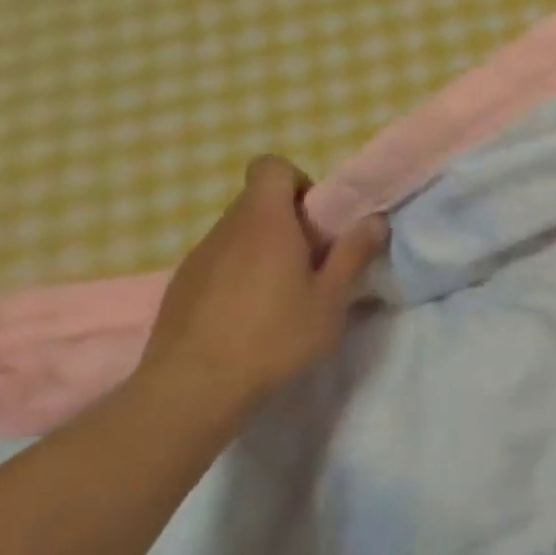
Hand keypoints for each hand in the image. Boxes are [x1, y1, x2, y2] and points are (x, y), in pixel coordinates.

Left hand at [135, 155, 388, 412]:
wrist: (192, 388)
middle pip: (257, 202)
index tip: (316, 221)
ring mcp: (197, 257)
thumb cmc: (274, 337)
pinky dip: (236, 276)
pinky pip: (217, 263)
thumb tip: (375, 218)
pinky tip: (246, 320)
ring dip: (262, 251)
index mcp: (265, 221)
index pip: (270, 166)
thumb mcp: (330, 300)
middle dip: (287, 222)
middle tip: (310, 265)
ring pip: (237, 235)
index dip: (297, 182)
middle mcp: (226, 228)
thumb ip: (354, 254)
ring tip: (280, 298)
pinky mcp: (180, 286)